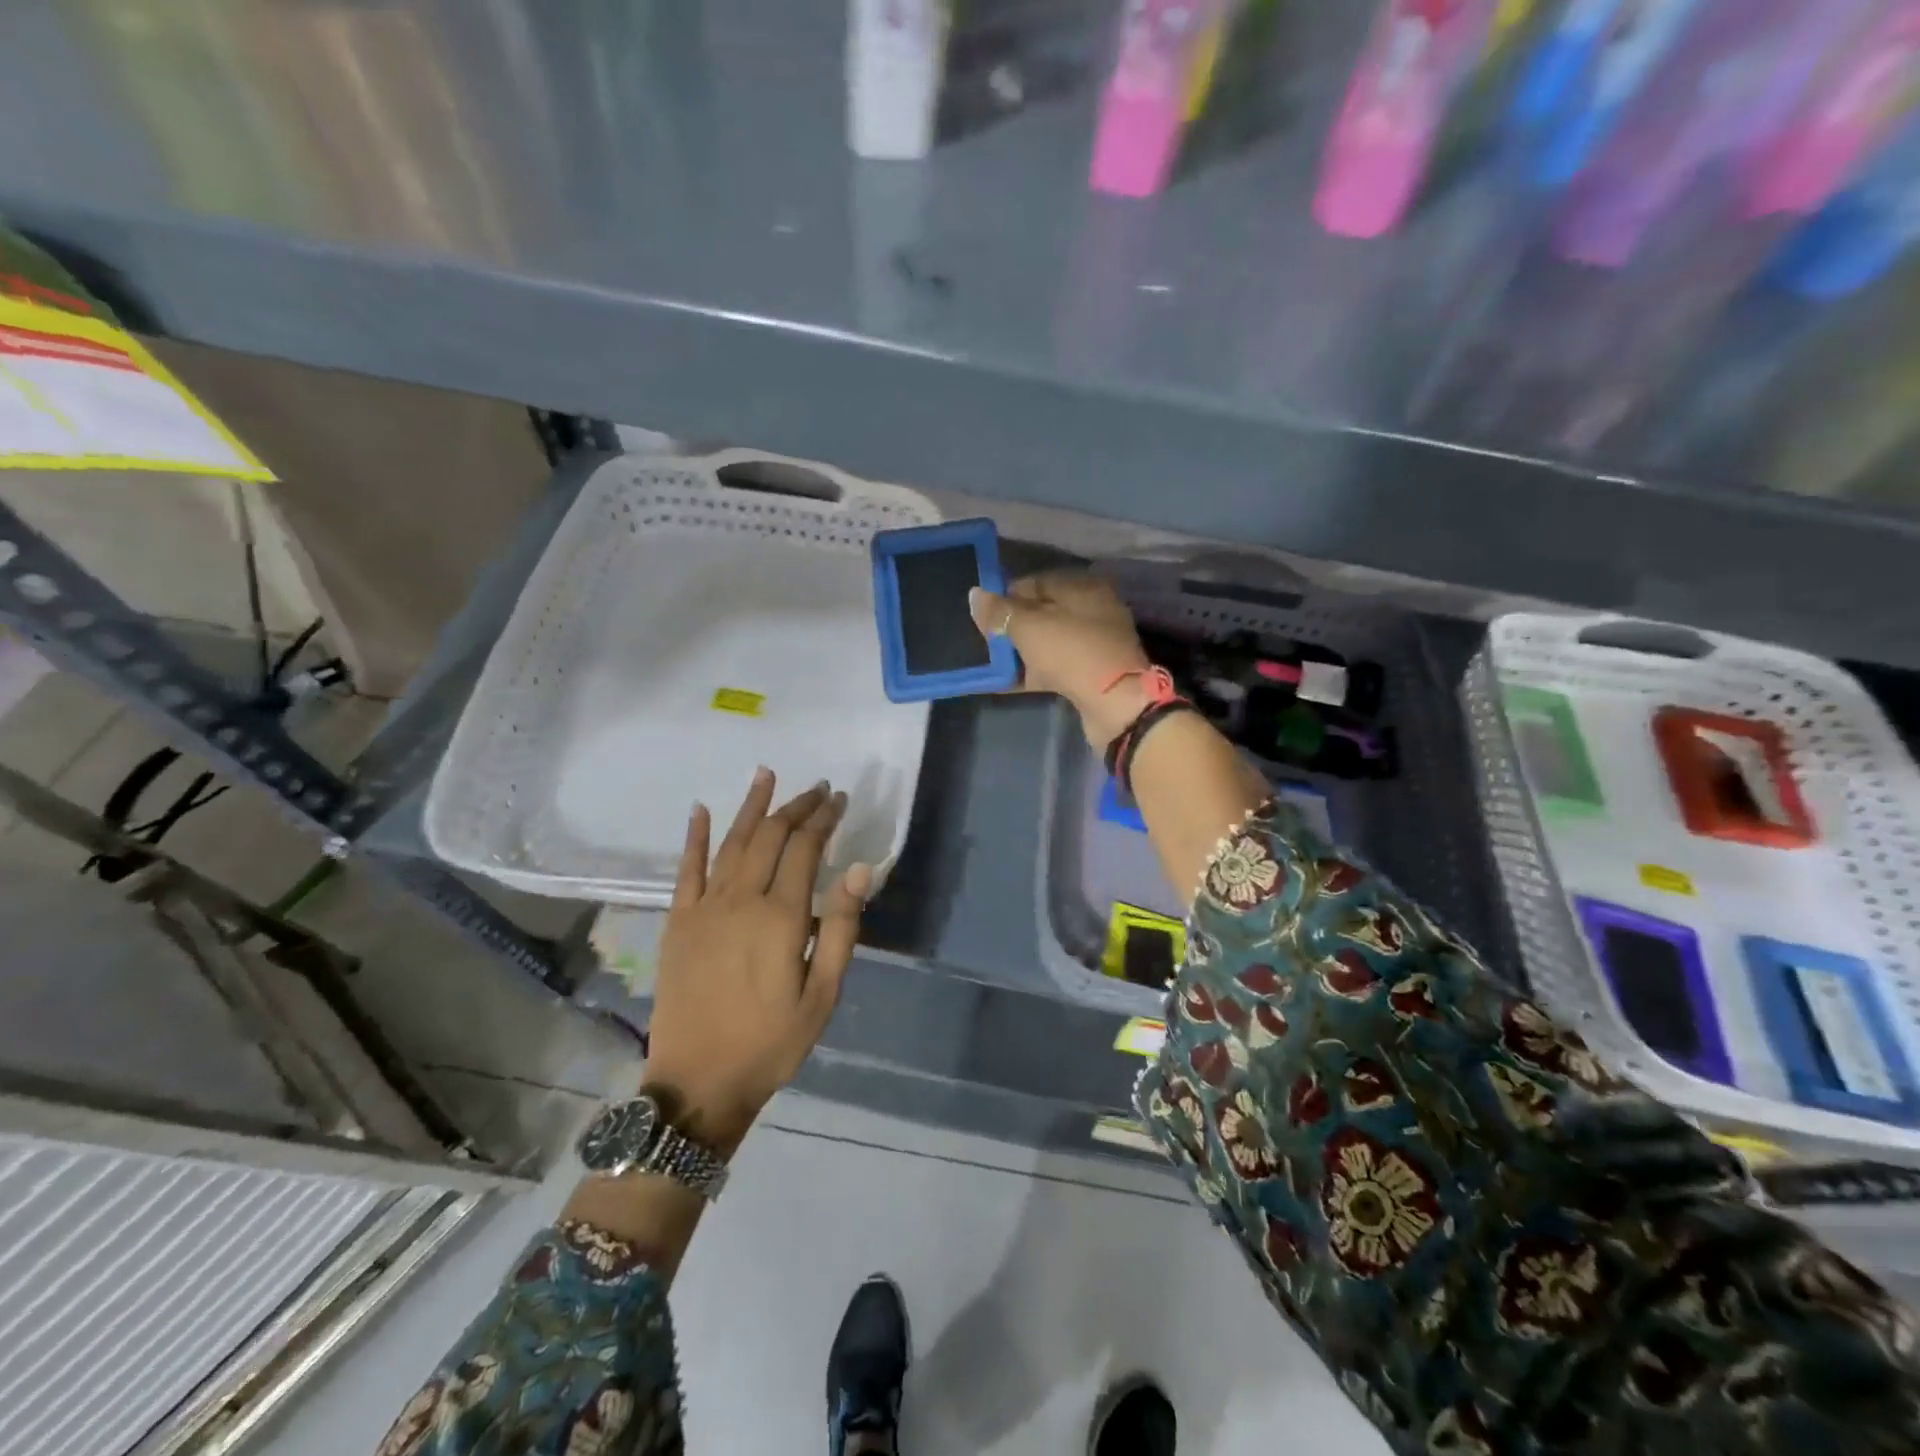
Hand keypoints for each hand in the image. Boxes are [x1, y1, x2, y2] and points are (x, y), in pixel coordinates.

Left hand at [642, 770, 871, 1155]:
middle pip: (769, 837)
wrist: (698, 1083)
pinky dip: (695, 837)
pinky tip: (701, 810)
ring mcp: (704, 908)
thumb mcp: (822, 995)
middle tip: (816, 788)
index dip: (823, 819)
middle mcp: (740, 899)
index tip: (838, 798)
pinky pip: (686, 869)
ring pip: (730, 842)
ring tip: (766, 775)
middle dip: (795, 807)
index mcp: (780, 917)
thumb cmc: (771, 1042)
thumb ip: (841, 928)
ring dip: (751, 807)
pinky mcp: (678, 922)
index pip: (805, 849)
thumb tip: (858, 868)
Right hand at [969, 571, 1152, 749]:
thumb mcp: (1028, 627)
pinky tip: (1003, 682)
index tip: (981, 613)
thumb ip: (999, 611)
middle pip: (1041, 613)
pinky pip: (1052, 668)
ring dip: (1019, 652)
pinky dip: (1030, 673)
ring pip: (1046, 643)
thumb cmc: (1071, 652)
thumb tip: (974, 595)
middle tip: (984, 640)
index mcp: (1082, 588)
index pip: (1035, 582)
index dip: (1005, 595)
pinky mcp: (1089, 675)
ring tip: (989, 662)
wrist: (1115, 704)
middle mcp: (1091, 611)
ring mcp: (1092, 645)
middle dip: (1011, 626)